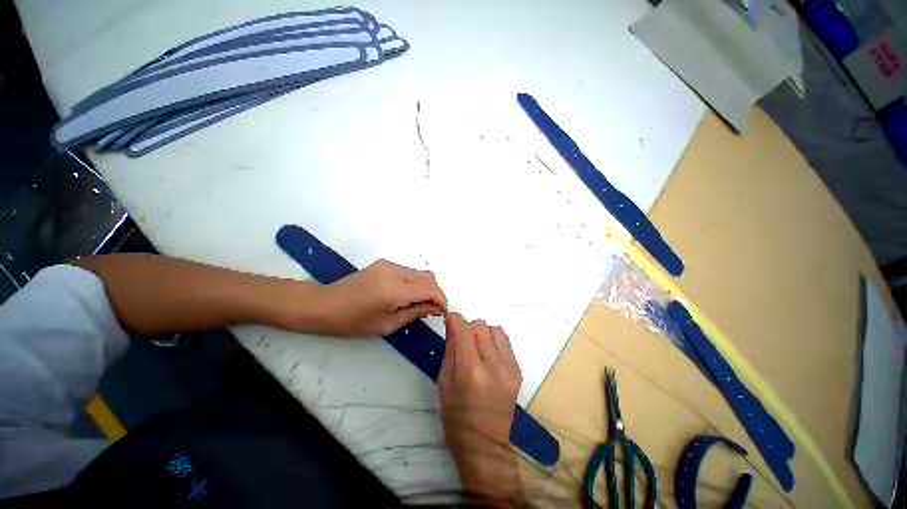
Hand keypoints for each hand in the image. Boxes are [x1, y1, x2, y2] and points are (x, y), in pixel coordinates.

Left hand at [307, 259, 446, 336]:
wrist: (324, 305)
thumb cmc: (353, 322)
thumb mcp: (387, 324)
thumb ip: (415, 313)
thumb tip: (435, 309)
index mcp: (394, 290)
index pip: (430, 288)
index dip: (441, 299)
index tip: (442, 311)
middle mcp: (394, 271)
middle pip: (428, 276)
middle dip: (435, 292)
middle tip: (431, 309)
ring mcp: (388, 264)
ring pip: (419, 272)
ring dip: (425, 287)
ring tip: (418, 303)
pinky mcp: (384, 263)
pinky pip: (408, 271)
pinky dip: (414, 282)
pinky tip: (405, 295)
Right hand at [439, 313, 522, 505]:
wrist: (485, 445)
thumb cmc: (456, 417)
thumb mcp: (444, 381)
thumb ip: (450, 349)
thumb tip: (453, 324)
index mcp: (470, 371)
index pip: (464, 329)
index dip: (455, 318)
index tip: (449, 318)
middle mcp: (493, 365)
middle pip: (480, 325)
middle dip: (468, 327)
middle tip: (462, 341)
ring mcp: (509, 368)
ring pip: (495, 330)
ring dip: (483, 333)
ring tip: (477, 348)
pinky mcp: (518, 371)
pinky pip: (505, 342)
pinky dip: (494, 342)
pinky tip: (488, 356)